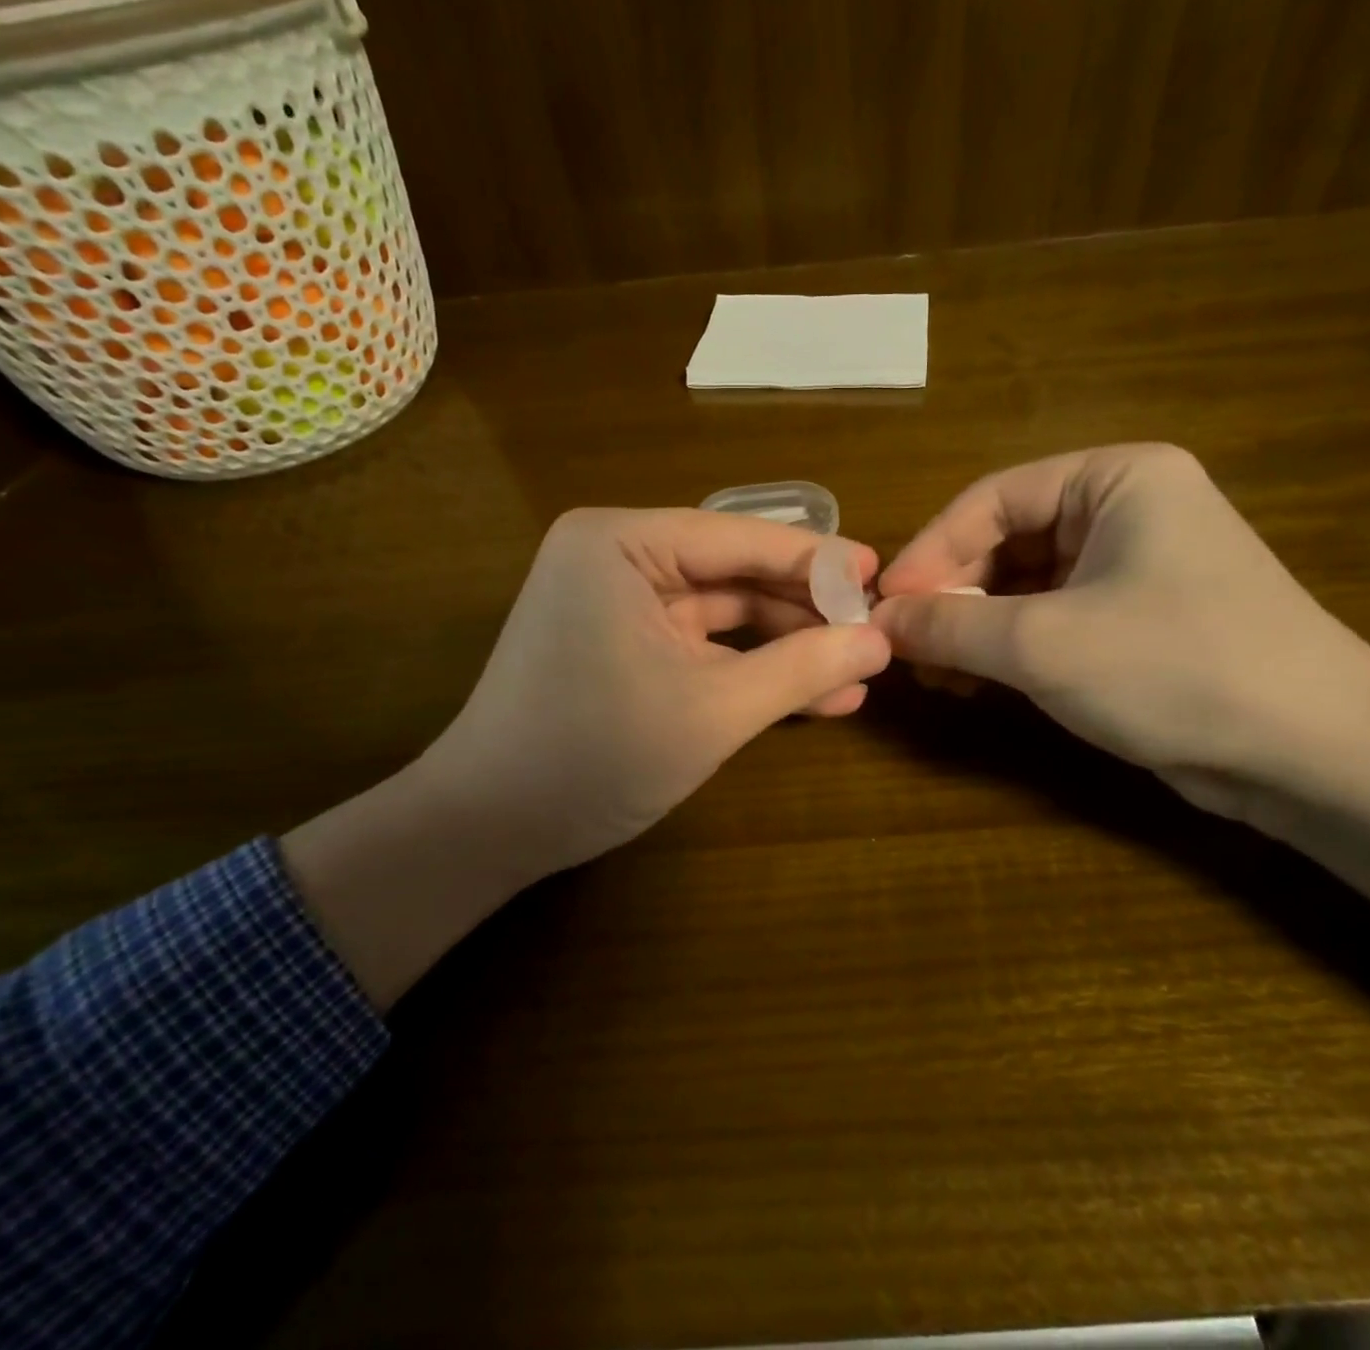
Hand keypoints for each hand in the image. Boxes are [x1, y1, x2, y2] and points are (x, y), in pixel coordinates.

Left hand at [283, 508, 888, 1005]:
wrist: (488, 830)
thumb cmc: (593, 756)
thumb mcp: (713, 711)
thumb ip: (801, 669)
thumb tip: (881, 642)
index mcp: (619, 542)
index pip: (739, 539)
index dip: (815, 559)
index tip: (881, 574)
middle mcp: (614, 557)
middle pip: (733, 574)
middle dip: (804, 609)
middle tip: (875, 631)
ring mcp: (616, 603)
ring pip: (723, 615)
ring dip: (786, 646)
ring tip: (859, 671)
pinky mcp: (621, 645)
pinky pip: (700, 646)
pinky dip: (749, 669)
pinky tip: (815, 694)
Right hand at [871, 444, 1369, 815]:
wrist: (1314, 755)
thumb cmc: (1175, 668)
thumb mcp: (1043, 644)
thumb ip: (950, 625)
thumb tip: (877, 621)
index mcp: (1116, 479)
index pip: (992, 499)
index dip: (930, 550)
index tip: (884, 603)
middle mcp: (1125, 511)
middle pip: (1005, 542)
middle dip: (951, 595)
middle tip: (903, 644)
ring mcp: (1132, 568)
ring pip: (1023, 586)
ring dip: (972, 627)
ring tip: (929, 670)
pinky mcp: (1134, 622)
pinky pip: (1049, 620)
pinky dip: (1006, 648)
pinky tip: (969, 683)